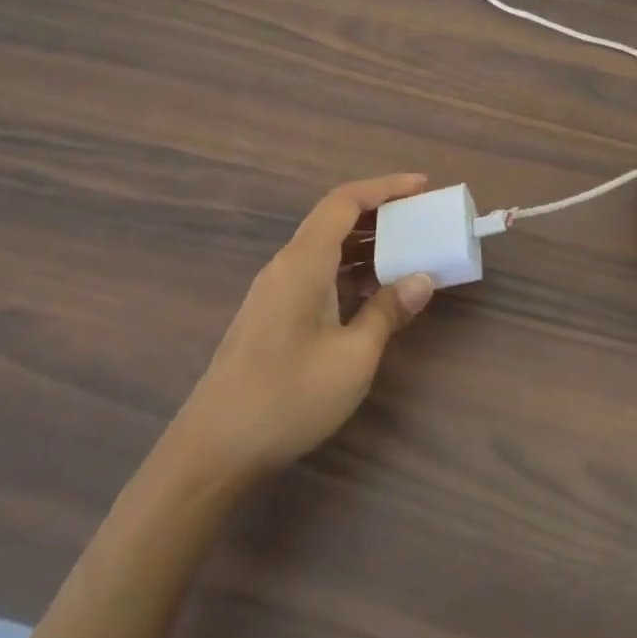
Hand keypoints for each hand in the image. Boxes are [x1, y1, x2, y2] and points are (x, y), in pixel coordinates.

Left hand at [172, 174, 436, 484]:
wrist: (213, 450)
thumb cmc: (287, 398)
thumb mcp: (352, 357)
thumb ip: (387, 312)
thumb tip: (423, 280)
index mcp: (303, 263)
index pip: (344, 202)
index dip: (385, 187)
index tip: (423, 186)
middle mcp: (286, 266)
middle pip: (334, 219)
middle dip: (380, 211)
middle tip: (421, 216)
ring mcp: (275, 290)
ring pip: (326, 247)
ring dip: (366, 242)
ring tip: (408, 249)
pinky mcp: (272, 313)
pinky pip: (318, 272)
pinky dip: (350, 269)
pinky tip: (374, 290)